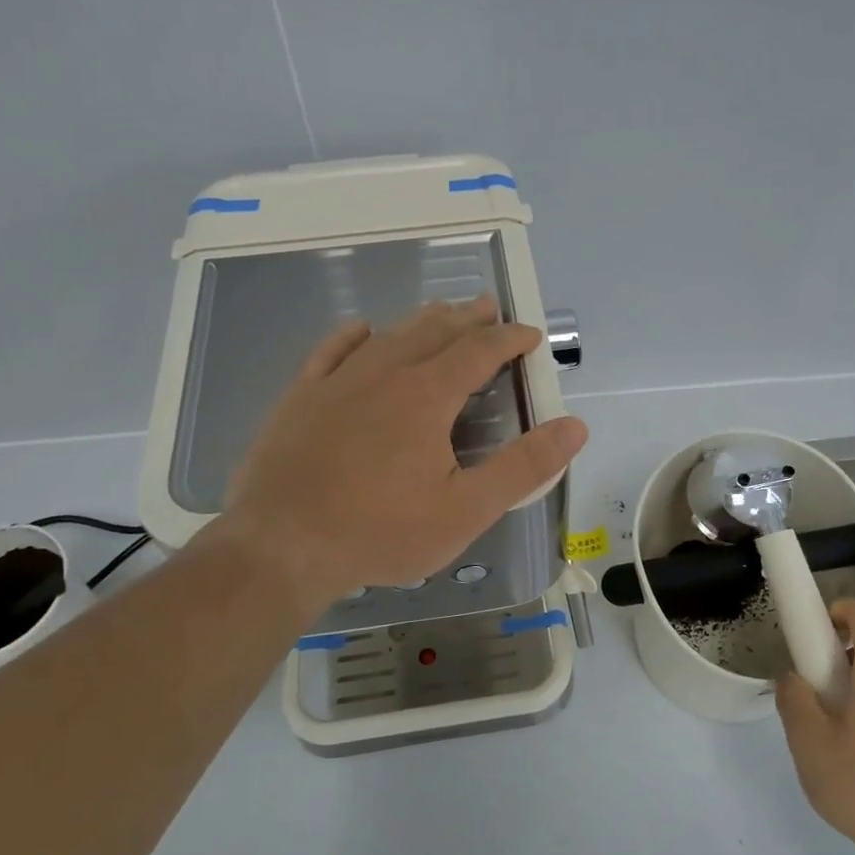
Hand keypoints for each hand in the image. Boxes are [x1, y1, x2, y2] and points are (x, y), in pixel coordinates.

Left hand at [197, 297, 587, 609]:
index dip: (509, 339)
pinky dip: (354, 335)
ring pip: (388, 335)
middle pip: (434, 331)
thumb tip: (574, 426)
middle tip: (489, 308)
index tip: (529, 335)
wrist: (280, 546)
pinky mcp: (300, 397)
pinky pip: (331, 350)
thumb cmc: (380, 531)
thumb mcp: (466, 509)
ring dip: (421, 321)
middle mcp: (385, 373)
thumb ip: (523, 466)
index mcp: (428, 395)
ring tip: (440, 312)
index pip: (479, 351)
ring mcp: (337, 381)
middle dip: (468, 319)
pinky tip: (362, 330)